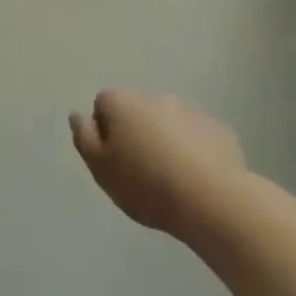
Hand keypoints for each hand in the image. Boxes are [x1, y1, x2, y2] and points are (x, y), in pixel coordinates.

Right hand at [70, 89, 245, 238]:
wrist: (211, 199)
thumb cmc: (145, 183)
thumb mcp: (100, 168)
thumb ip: (83, 138)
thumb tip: (77, 115)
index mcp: (122, 102)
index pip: (102, 105)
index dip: (104, 132)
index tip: (112, 160)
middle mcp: (155, 97)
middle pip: (136, 112)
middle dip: (135, 134)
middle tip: (139, 172)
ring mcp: (190, 110)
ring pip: (167, 123)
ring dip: (164, 141)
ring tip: (170, 179)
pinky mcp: (219, 129)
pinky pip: (196, 136)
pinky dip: (192, 151)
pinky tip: (195, 179)